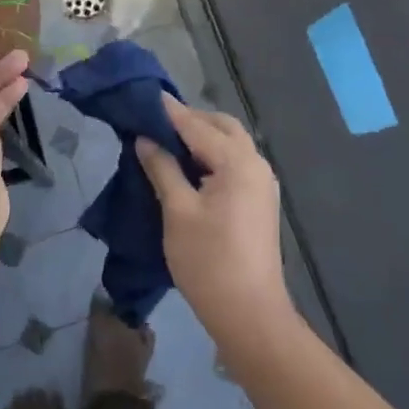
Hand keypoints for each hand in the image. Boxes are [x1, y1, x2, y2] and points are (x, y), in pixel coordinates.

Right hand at [136, 96, 294, 345]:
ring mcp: (262, 184)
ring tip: (168, 142)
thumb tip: (145, 140)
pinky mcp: (260, 201)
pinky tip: (190, 167)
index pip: (197, 126)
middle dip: (191, 120)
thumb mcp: (178, 211)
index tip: (146, 95)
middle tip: (156, 122)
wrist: (249, 313)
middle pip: (222, 127)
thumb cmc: (208, 261)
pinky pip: (235, 163)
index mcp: (238, 163)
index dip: (170, 112)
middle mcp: (256, 164)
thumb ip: (162, 169)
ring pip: (232, 144)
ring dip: (203, 137)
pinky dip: (213, 155)